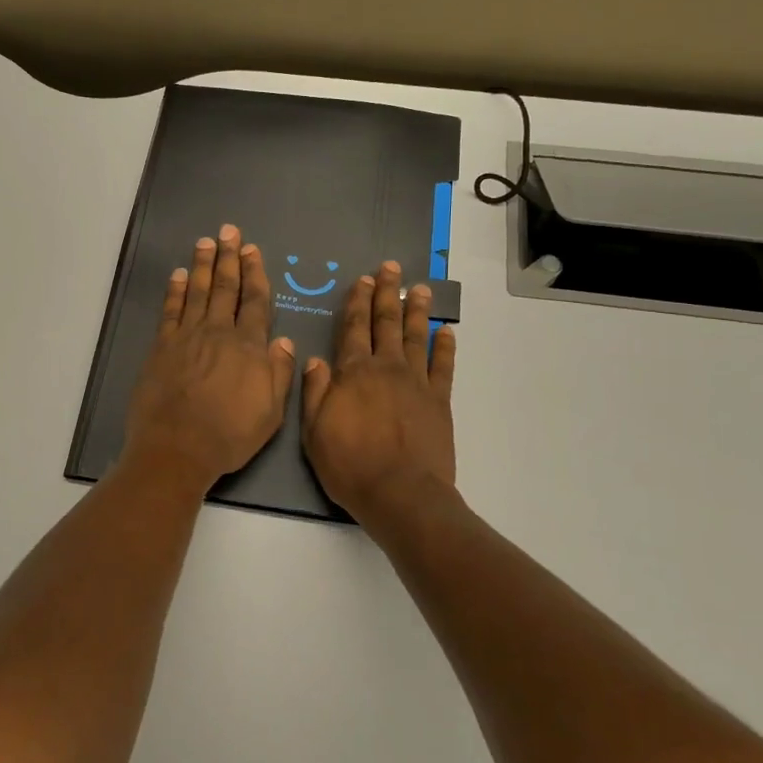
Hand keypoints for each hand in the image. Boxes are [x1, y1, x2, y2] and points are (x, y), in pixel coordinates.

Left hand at [122, 225, 296, 493]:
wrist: (176, 448)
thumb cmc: (228, 436)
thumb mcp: (270, 413)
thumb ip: (279, 374)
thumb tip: (284, 341)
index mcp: (249, 347)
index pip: (255, 301)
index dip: (254, 273)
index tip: (252, 250)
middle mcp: (219, 333)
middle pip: (225, 287)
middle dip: (229, 257)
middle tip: (229, 231)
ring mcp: (187, 336)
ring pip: (197, 291)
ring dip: (202, 265)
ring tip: (205, 242)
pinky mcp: (162, 346)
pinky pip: (171, 310)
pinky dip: (174, 290)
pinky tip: (177, 275)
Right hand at [301, 261, 457, 524]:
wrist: (401, 494)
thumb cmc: (350, 466)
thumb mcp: (314, 432)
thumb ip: (314, 391)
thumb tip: (315, 358)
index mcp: (353, 373)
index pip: (353, 328)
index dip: (356, 302)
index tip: (361, 280)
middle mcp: (386, 368)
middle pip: (386, 323)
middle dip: (386, 293)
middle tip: (390, 268)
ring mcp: (416, 382)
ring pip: (416, 337)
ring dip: (418, 311)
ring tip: (420, 288)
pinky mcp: (439, 401)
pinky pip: (443, 367)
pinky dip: (446, 347)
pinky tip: (447, 332)